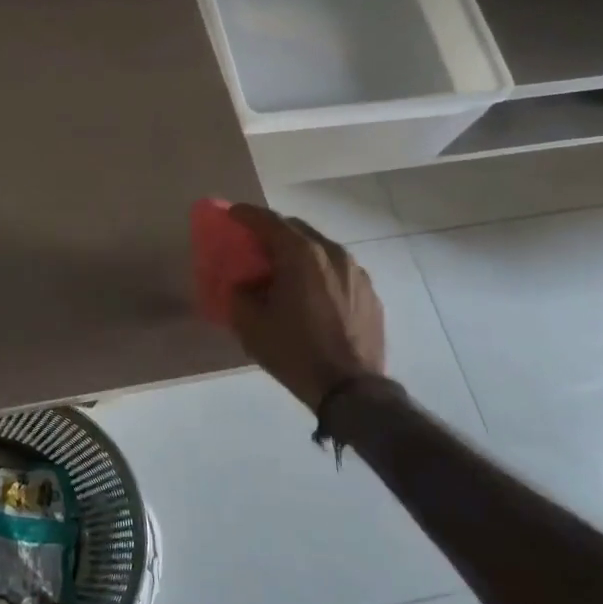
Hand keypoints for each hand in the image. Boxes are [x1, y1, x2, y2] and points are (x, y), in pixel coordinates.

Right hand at [226, 204, 387, 412]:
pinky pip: (338, 271)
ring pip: (320, 249)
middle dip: (273, 232)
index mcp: (300, 254)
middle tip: (255, 245)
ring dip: (298, 252)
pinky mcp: (370, 293)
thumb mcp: (250, 324)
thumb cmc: (294, 351)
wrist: (350, 389)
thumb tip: (243, 284)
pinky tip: (311, 294)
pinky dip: (319, 273)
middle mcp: (332, 253)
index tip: (232, 214)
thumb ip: (239, 293)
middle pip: (296, 229)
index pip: (268, 221)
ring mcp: (356, 272)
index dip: (246, 214)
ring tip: (284, 271)